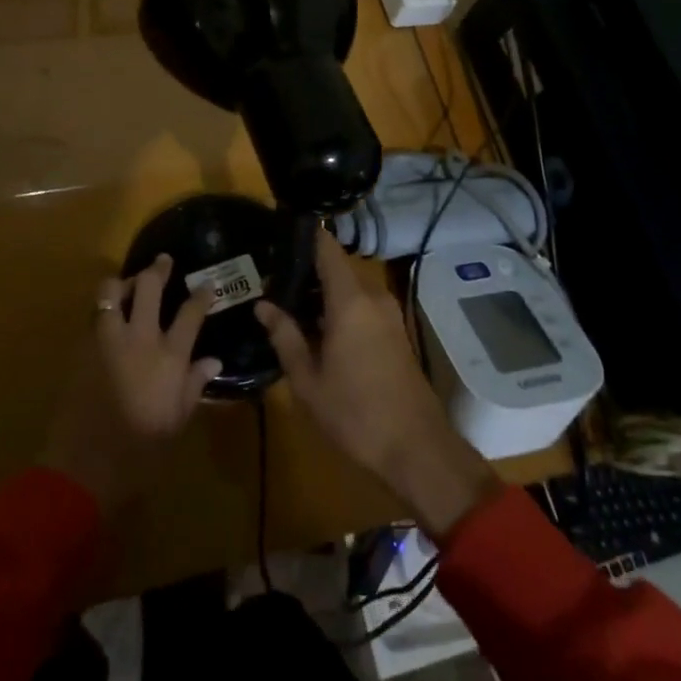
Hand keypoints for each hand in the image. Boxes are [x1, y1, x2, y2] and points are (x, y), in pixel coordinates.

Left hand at [41, 255, 222, 512]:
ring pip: (111, 292)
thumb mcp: (177, 421)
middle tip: (163, 261)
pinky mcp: (82, 349)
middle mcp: (139, 338)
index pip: (190, 312)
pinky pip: (94, 316)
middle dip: (158, 269)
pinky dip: (104, 308)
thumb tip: (212, 360)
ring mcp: (106, 340)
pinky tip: (108, 316)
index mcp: (169, 357)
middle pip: (148, 287)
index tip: (206, 284)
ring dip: (123, 281)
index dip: (201, 294)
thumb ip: (194, 385)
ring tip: (129, 282)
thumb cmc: (141, 451)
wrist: (84, 466)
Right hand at [256, 232, 497, 536]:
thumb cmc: (355, 413)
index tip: (278, 232)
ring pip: (349, 288)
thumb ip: (285, 336)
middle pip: (336, 267)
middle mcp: (372, 297)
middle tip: (270, 277)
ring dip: (321, 292)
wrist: (417, 448)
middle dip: (305, 269)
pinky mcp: (395, 331)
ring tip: (286, 301)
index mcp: (350, 301)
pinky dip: (338, 307)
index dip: (304, 235)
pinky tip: (315, 326)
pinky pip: (361, 305)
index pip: (327, 249)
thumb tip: (263, 305)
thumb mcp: (308, 379)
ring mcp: (388, 314)